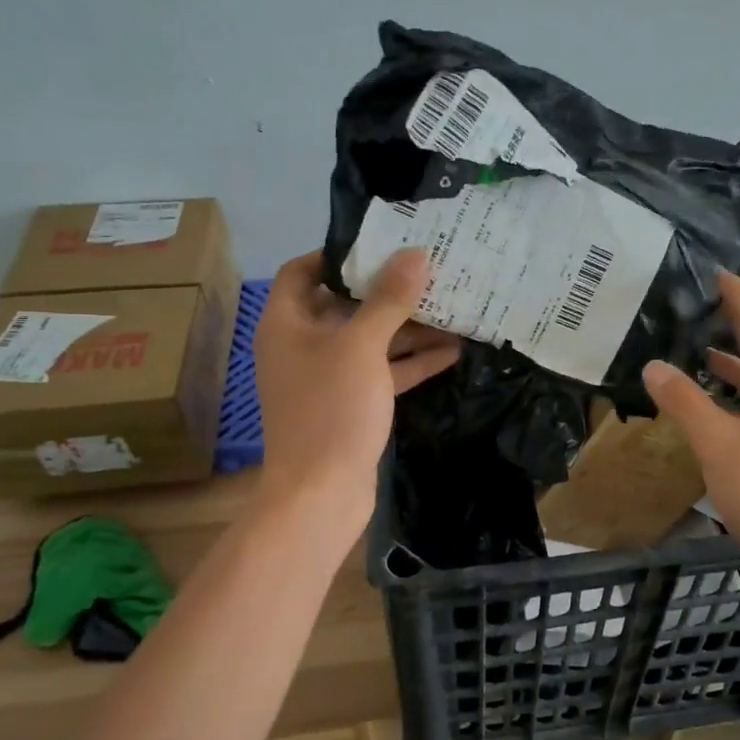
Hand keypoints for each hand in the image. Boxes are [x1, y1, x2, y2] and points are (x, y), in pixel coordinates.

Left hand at [252, 249, 459, 528]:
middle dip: (387, 291)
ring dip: (407, 328)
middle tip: (430, 271)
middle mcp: (303, 345)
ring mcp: (327, 377)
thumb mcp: (361, 347)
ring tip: (452, 307)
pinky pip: (382, 372)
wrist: (321, 495)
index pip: (303, 271)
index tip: (382, 244)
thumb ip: (388, 300)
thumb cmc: (330, 410)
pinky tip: (452, 351)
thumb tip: (415, 254)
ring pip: (370, 340)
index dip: (338, 254)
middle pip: (345, 304)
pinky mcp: (351, 405)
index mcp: (287, 323)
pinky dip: (411, 362)